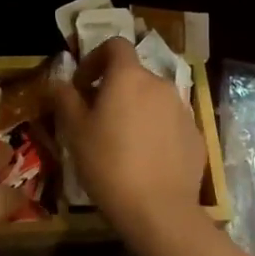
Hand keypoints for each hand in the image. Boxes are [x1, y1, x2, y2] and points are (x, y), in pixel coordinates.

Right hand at [50, 38, 206, 245]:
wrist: (159, 210)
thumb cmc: (109, 164)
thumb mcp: (75, 132)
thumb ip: (66, 99)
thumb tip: (59, 82)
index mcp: (129, 76)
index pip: (115, 45)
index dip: (95, 58)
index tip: (83, 85)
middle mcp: (160, 84)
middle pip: (134, 75)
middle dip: (114, 90)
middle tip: (96, 120)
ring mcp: (182, 109)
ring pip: (153, 100)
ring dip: (136, 111)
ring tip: (121, 143)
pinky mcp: (195, 135)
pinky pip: (170, 124)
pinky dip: (156, 132)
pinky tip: (145, 161)